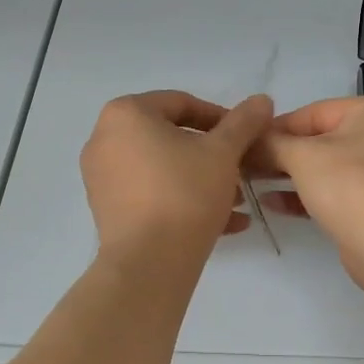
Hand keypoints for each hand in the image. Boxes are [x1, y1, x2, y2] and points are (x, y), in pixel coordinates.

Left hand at [80, 90, 274, 256]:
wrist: (149, 263)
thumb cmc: (185, 193)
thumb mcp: (223, 153)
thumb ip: (243, 122)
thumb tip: (262, 100)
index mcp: (126, 114)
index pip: (182, 103)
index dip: (222, 119)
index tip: (247, 139)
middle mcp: (105, 139)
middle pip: (171, 137)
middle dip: (213, 155)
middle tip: (243, 171)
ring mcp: (101, 176)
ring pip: (163, 168)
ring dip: (203, 179)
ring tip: (237, 202)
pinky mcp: (107, 209)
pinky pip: (151, 193)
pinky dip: (182, 200)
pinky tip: (222, 223)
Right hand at [255, 96, 363, 280]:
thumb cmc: (350, 184)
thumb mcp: (302, 156)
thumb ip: (271, 144)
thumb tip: (247, 142)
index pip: (313, 112)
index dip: (274, 128)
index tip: (243, 143)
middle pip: (320, 139)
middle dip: (281, 154)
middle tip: (244, 166)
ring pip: (327, 167)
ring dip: (289, 176)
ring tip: (252, 184)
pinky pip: (336, 191)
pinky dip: (306, 195)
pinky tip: (272, 203)